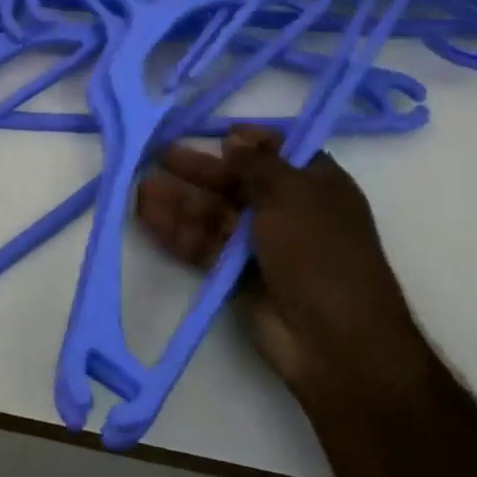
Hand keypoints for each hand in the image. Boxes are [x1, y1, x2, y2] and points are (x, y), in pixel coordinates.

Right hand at [136, 125, 430, 414]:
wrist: (335, 343)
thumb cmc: (320, 252)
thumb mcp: (292, 195)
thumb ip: (257, 163)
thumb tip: (235, 138)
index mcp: (314, 184)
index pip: (277, 151)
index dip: (246, 140)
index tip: (212, 133)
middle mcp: (286, 209)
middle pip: (235, 181)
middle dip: (198, 169)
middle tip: (158, 154)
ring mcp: (260, 244)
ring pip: (213, 213)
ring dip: (180, 199)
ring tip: (141, 188)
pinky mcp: (236, 274)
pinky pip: (203, 244)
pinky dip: (177, 231)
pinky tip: (147, 217)